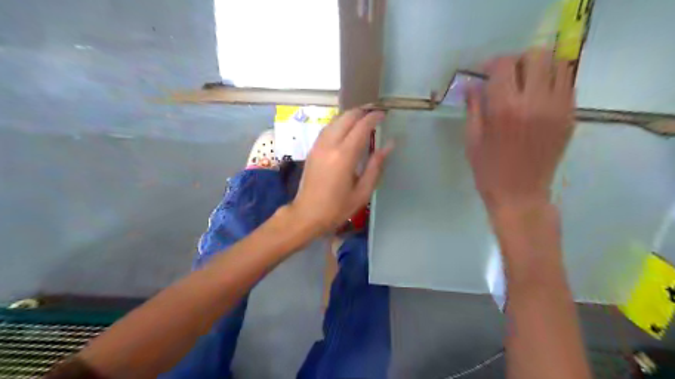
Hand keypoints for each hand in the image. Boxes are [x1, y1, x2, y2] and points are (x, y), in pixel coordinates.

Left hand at [287, 108, 392, 232]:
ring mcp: (318, 145)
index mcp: (344, 156)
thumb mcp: (362, 192)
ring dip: (350, 116)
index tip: (384, 115)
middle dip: (362, 111)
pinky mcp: (313, 149)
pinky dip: (339, 123)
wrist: (307, 214)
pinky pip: (328, 128)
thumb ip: (376, 166)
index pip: (361, 127)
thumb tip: (389, 145)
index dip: (374, 117)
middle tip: (375, 113)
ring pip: (335, 120)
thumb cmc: (337, 207)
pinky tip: (346, 129)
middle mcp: (330, 145)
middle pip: (347, 117)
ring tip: (363, 119)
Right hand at [470, 48, 574, 212]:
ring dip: (539, 68)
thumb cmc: (488, 170)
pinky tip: (537, 98)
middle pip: (536, 56)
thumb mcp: (472, 139)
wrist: (520, 195)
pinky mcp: (570, 117)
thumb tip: (471, 84)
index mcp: (504, 109)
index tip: (483, 73)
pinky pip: (567, 84)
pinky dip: (552, 82)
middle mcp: (535, 102)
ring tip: (524, 84)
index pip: (504, 65)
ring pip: (558, 65)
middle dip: (518, 61)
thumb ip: (473, 107)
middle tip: (506, 77)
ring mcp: (558, 108)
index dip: (491, 63)